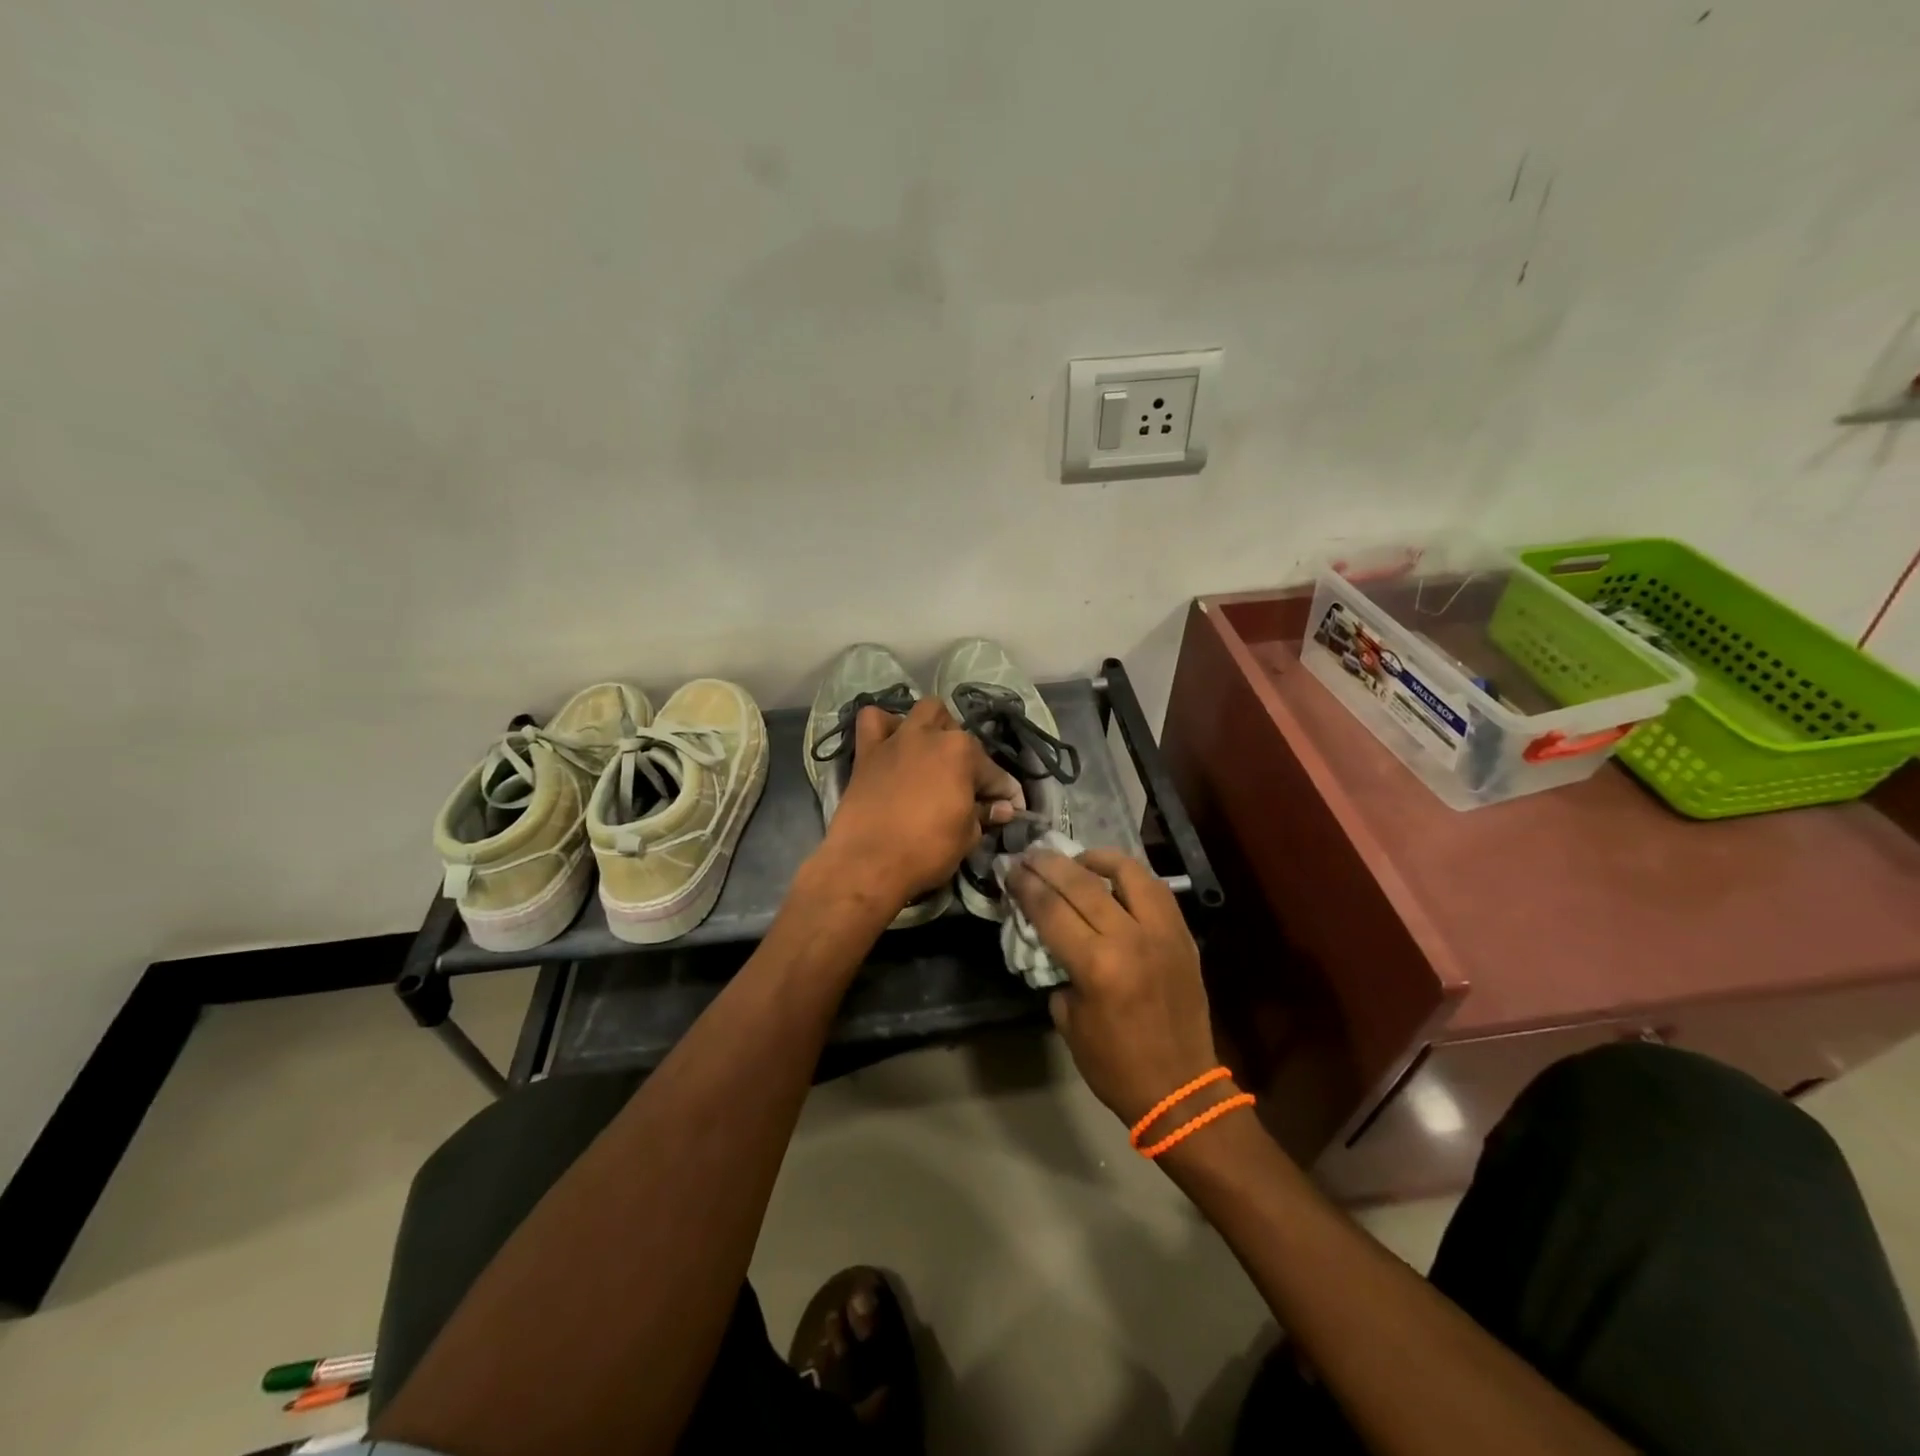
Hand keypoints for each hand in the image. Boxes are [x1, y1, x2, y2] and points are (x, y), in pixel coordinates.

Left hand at [817, 698, 1020, 910]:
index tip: (1010, 809)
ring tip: (935, 754)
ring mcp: (897, 739)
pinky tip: (893, 744)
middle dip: (970, 760)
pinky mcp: (867, 751)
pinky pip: (873, 720)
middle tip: (968, 789)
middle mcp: (931, 736)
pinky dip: (886, 726)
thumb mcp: (967, 837)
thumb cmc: (925, 851)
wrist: (867, 863)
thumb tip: (1000, 809)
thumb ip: (984, 815)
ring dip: (935, 728)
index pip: (995, 773)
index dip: (1006, 793)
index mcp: (962, 753)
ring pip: (925, 711)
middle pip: (961, 737)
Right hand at [1008, 848, 1217, 1126]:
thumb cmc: (1115, 1065)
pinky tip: (1114, 878)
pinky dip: (1131, 877)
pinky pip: (1157, 890)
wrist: (1181, 1090)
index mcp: (1097, 965)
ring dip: (1096, 859)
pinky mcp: (1183, 936)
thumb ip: (1059, 972)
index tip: (1010, 869)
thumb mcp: (1068, 1021)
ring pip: (1128, 873)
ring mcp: (1162, 932)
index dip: (1026, 885)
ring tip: (1076, 858)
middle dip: (1050, 864)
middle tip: (1030, 854)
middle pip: (1082, 883)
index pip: (1051, 909)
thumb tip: (1053, 940)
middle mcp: (1130, 938)